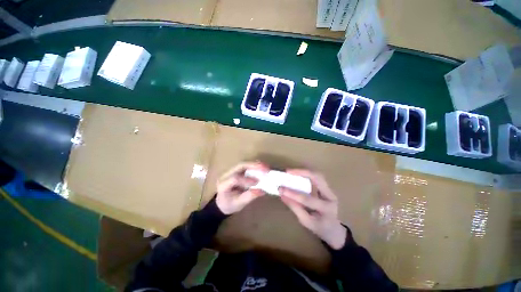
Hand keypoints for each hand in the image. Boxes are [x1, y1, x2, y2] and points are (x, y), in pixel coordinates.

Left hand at [216, 162, 268, 214]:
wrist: (222, 203)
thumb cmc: (229, 205)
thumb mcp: (238, 204)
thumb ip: (249, 196)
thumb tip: (262, 190)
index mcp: (223, 184)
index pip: (235, 178)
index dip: (246, 180)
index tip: (257, 183)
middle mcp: (226, 174)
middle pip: (240, 166)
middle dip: (254, 165)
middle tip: (266, 168)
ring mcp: (231, 171)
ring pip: (244, 164)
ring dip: (256, 165)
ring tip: (266, 167)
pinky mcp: (237, 170)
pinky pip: (246, 166)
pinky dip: (255, 166)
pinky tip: (263, 168)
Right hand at [280, 169, 346, 249]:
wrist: (334, 230)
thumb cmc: (320, 228)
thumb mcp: (306, 222)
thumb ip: (295, 208)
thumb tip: (282, 195)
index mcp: (327, 209)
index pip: (307, 199)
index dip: (293, 193)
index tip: (280, 189)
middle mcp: (331, 196)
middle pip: (318, 179)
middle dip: (302, 173)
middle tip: (288, 171)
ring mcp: (330, 190)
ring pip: (318, 175)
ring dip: (304, 171)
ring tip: (291, 171)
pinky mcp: (327, 188)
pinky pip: (316, 177)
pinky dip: (306, 174)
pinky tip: (298, 174)